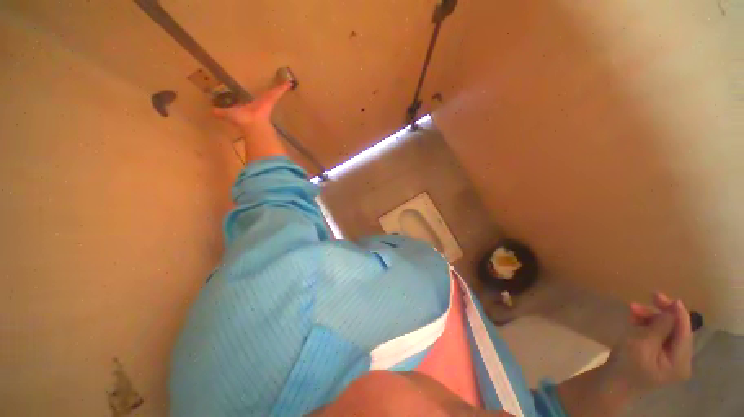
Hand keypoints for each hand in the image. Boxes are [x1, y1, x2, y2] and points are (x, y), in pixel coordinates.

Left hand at [213, 81, 291, 130]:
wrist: (252, 124)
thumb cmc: (242, 120)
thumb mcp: (228, 114)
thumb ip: (221, 112)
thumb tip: (212, 111)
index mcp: (254, 107)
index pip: (258, 101)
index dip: (261, 99)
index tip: (265, 97)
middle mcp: (262, 103)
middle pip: (269, 95)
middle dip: (275, 92)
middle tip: (280, 87)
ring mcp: (268, 101)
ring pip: (274, 92)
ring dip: (280, 88)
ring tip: (287, 83)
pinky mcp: (272, 99)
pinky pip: (278, 92)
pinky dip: (283, 87)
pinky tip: (289, 83)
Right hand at [604, 292, 693, 395]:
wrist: (611, 383)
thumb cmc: (626, 364)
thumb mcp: (641, 344)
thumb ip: (660, 327)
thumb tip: (673, 307)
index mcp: (680, 362)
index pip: (685, 331)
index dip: (677, 312)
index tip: (663, 296)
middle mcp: (681, 360)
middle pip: (677, 330)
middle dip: (660, 314)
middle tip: (647, 298)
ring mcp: (671, 360)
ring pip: (667, 331)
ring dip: (651, 319)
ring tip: (632, 310)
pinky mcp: (660, 357)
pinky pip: (659, 337)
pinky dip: (648, 326)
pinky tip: (635, 320)